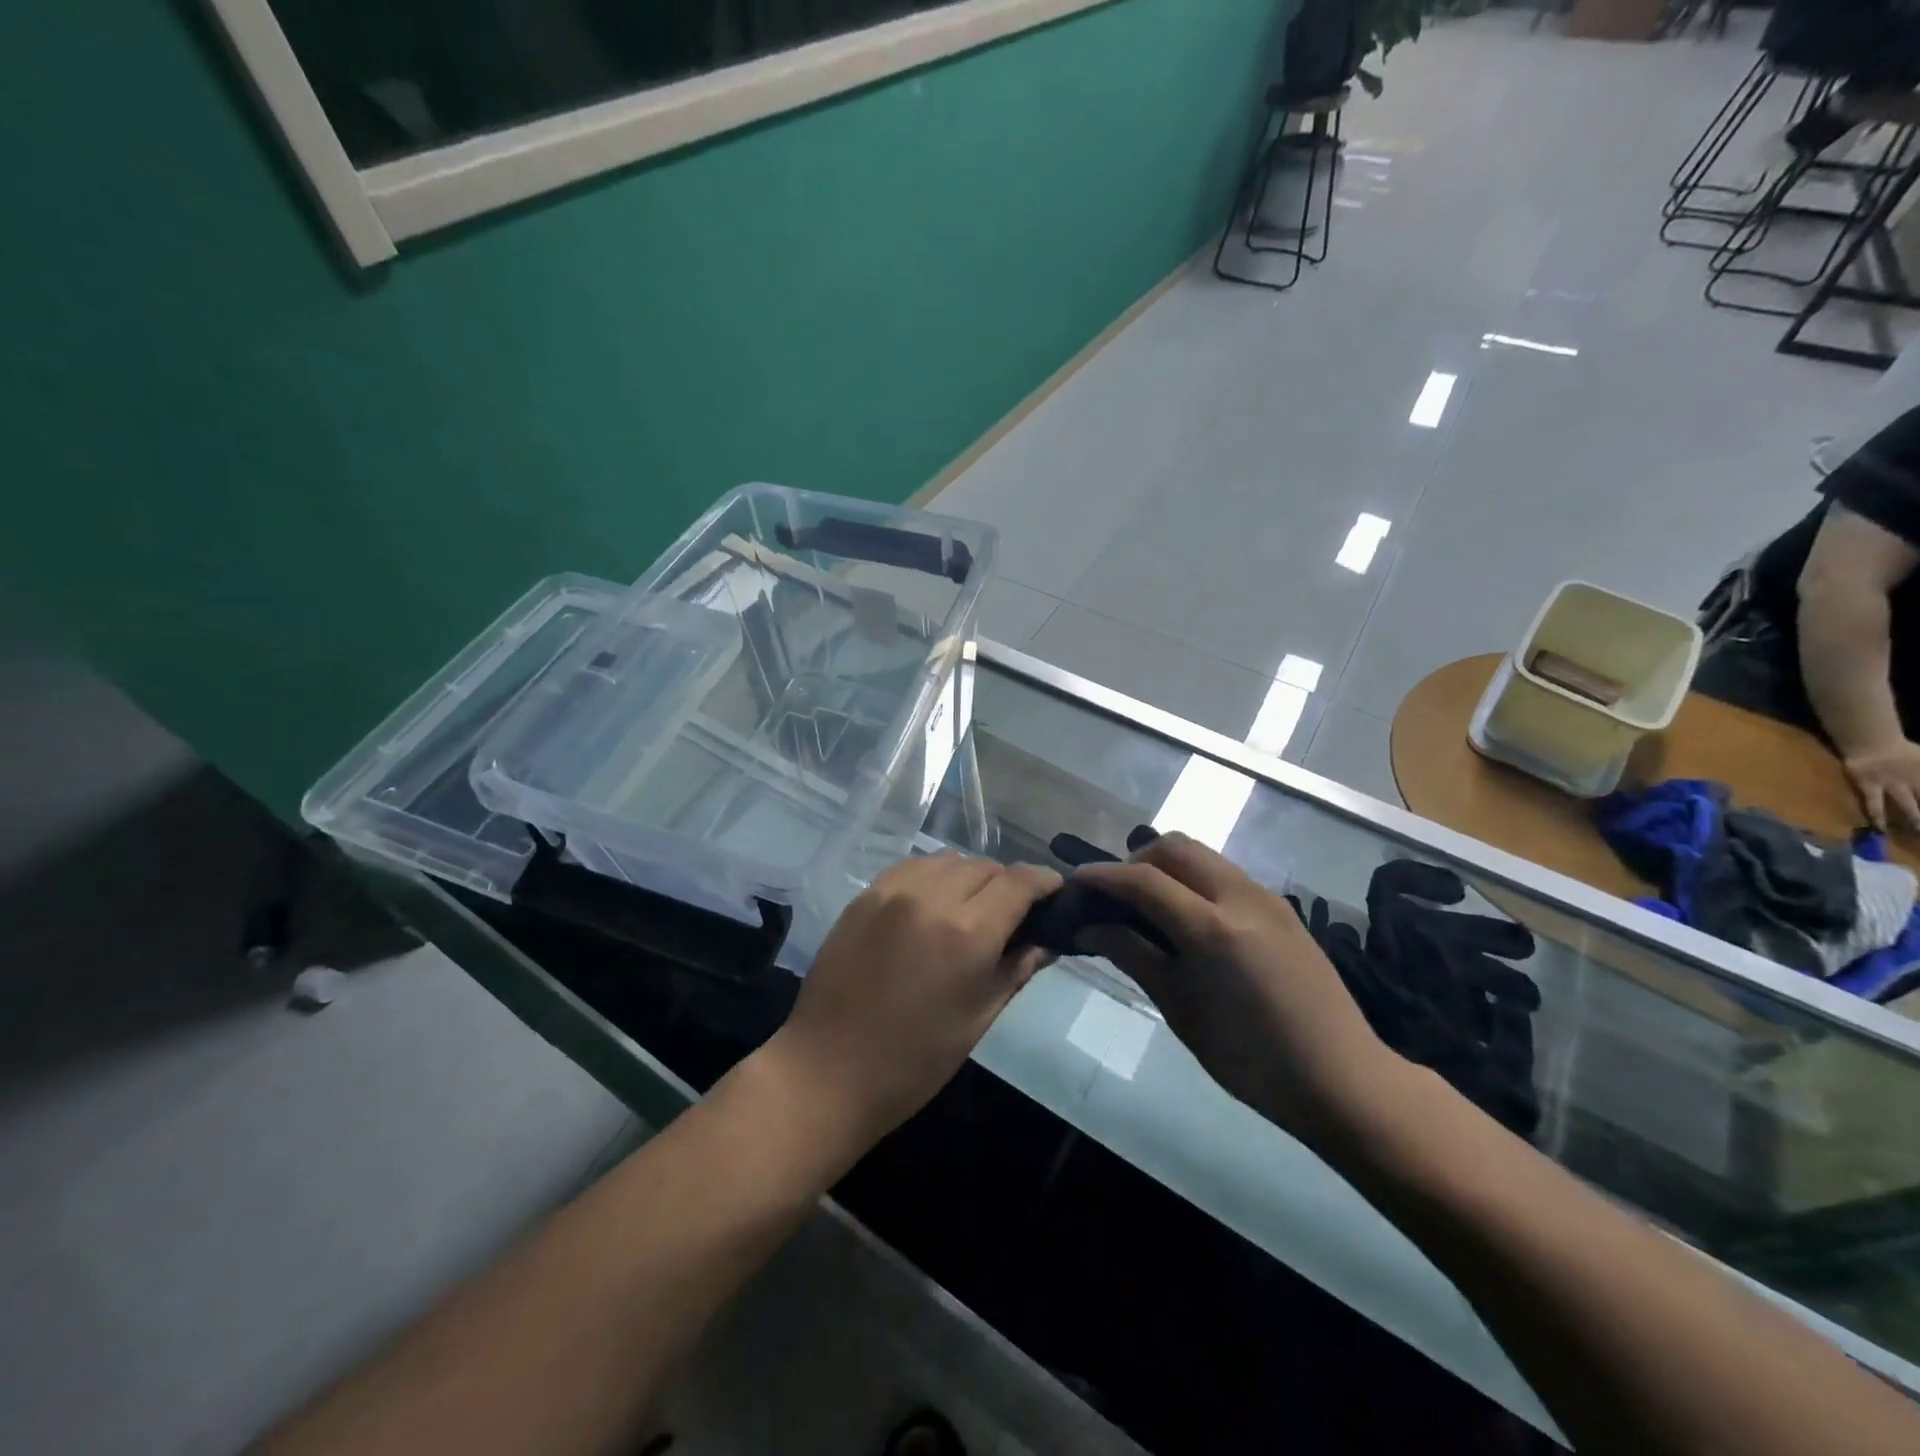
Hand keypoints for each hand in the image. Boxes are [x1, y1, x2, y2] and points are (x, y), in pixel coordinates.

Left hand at [767, 853, 1060, 1151]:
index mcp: (966, 932)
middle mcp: (931, 897)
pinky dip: (934, 876)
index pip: (1019, 882)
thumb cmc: (914, 1060)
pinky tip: (933, 904)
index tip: (1055, 893)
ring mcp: (892, 890)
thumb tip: (1047, 941)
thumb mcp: (978, 1019)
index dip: (1044, 882)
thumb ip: (1015, 969)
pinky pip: (913, 867)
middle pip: (985, 866)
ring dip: (970, 876)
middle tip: (1012, 913)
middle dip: (1007, 884)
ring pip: (949, 860)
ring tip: (971, 908)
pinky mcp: (865, 894)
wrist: (827, 1070)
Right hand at [1073, 833, 1396, 1148]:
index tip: (1075, 882)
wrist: (1344, 1080)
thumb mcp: (1182, 1011)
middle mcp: (1240, 897)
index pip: (1143, 879)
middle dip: (1136, 861)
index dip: (1103, 876)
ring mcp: (1266, 897)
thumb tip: (1091, 925)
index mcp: (1213, 929)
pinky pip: (1224, 874)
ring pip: (1202, 855)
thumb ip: (1135, 956)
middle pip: (1175, 847)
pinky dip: (1193, 880)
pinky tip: (1186, 920)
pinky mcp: (1281, 907)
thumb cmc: (1252, 1060)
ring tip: (1147, 907)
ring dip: (1166, 867)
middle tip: (1116, 897)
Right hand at [1844, 739, 1919, 831]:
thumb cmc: (1904, 749)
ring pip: (1907, 806)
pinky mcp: (1870, 787)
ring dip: (1915, 819)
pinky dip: (1877, 815)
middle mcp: (1915, 783)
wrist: (1871, 741)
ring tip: (1918, 833)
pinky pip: (1874, 803)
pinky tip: (1879, 828)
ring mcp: (1892, 786)